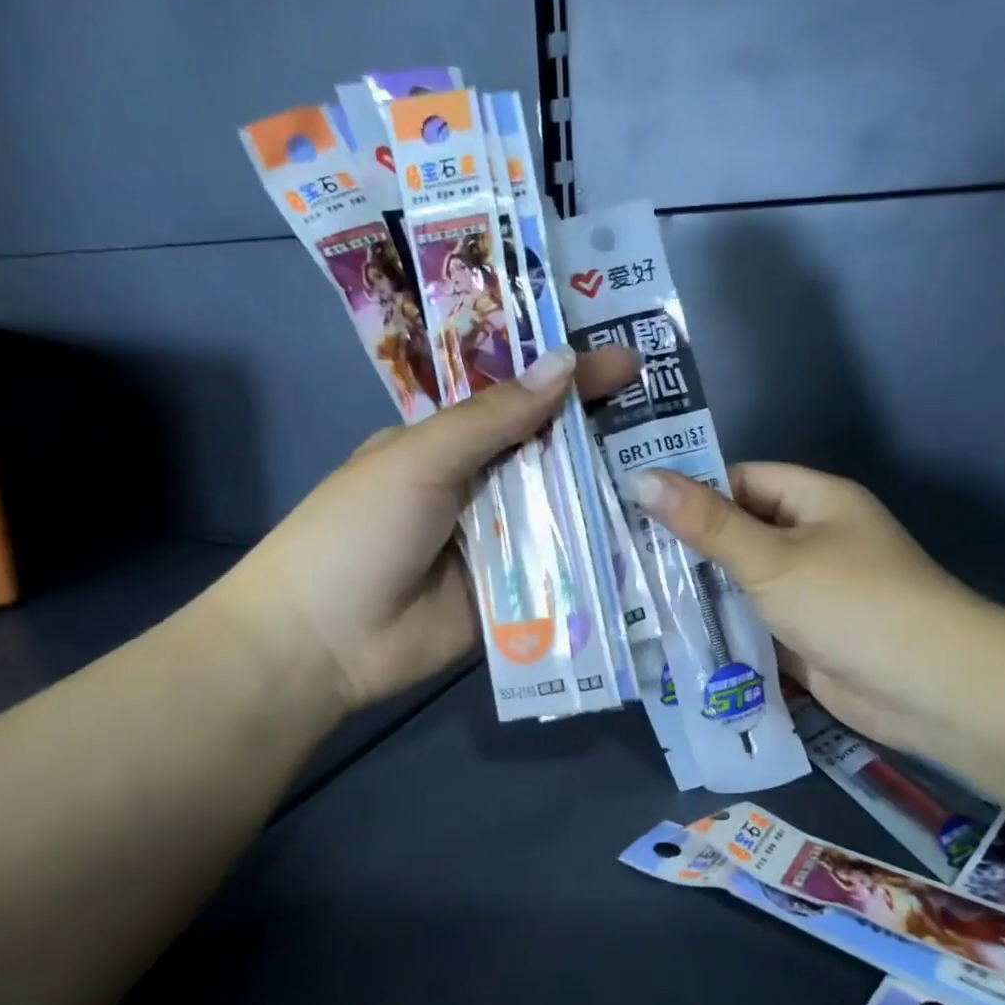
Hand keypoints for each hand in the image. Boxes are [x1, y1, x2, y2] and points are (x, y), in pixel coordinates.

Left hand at [205, 345, 641, 711]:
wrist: (326, 641)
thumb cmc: (359, 531)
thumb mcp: (420, 460)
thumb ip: (493, 419)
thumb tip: (564, 363)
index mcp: (452, 445)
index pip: (523, 401)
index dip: (574, 381)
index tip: (631, 363)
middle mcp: (482, 488)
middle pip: (552, 456)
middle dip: (604, 438)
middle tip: (673, 423)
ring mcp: (502, 543)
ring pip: (565, 511)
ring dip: (609, 497)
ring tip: (678, 476)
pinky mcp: (517, 593)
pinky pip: (563, 568)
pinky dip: (597, 555)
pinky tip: (649, 541)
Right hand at [628, 464, 982, 753]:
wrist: (929, 688)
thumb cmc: (850, 602)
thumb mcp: (771, 558)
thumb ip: (707, 524)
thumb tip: (643, 478)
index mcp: (816, 501)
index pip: (743, 480)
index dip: (693, 491)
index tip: (636, 510)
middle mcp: (815, 540)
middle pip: (741, 533)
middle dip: (690, 548)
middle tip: (624, 559)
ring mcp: (813, 593)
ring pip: (746, 584)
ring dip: (704, 594)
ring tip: (635, 599)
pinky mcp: (808, 639)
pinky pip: (757, 625)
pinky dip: (726, 631)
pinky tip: (675, 640)